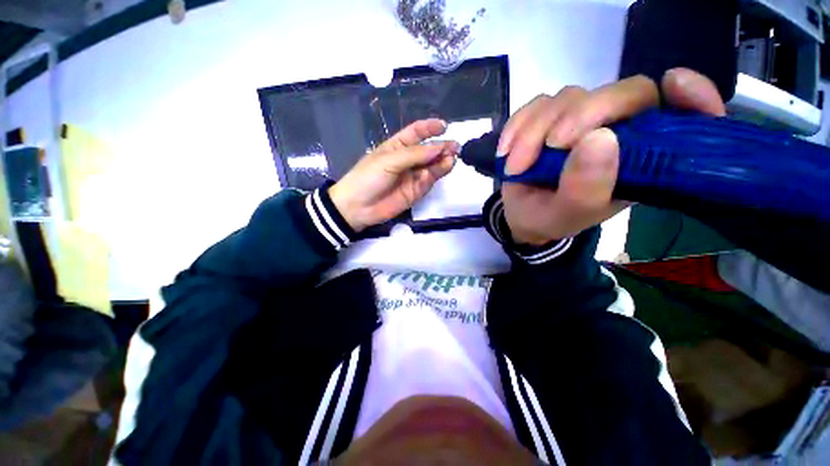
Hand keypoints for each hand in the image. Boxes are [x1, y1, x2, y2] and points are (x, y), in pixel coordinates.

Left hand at [329, 119, 458, 231]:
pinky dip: (436, 175)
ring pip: (432, 166)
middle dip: (442, 147)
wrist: (358, 207)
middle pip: (428, 150)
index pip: (416, 133)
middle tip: (455, 147)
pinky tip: (440, 170)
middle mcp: (407, 160)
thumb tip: (439, 147)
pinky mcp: (416, 191)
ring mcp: (413, 176)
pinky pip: (429, 181)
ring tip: (451, 158)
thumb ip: (414, 154)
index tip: (444, 127)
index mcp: (397, 146)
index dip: (430, 128)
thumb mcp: (389, 161)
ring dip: (442, 161)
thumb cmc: (368, 177)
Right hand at [498, 68, 726, 244]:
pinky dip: (517, 126)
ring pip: (570, 97)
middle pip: (621, 93)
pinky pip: (536, 104)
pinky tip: (506, 151)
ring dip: (534, 131)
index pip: (682, 117)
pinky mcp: (549, 118)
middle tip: (550, 147)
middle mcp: (618, 132)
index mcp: (639, 161)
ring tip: (516, 166)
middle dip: (581, 116)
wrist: (522, 215)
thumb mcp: (567, 216)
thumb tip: (600, 139)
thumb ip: (585, 190)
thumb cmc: (551, 218)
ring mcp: (581, 121)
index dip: (690, 97)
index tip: (676, 84)